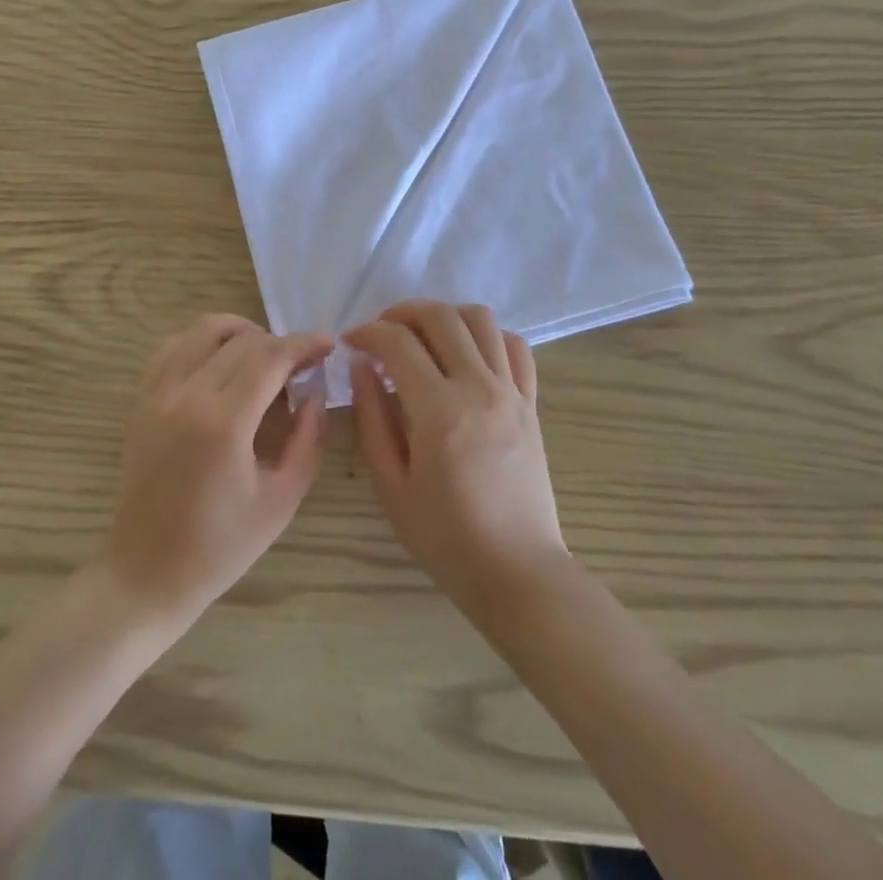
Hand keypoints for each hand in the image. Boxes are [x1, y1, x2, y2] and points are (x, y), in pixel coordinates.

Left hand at [103, 315, 328, 627]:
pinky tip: (220, 364)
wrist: (148, 572)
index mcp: (224, 423)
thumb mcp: (282, 499)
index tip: (328, 345)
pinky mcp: (141, 400)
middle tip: (302, 366)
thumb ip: (308, 438)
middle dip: (280, 343)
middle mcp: (187, 395)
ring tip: (264, 358)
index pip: (271, 357)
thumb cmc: (221, 546)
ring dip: (242, 333)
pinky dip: (202, 342)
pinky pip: (173, 347)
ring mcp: (158, 393)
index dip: (304, 344)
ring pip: (204, 330)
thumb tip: (316, 391)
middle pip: (243, 340)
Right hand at [347, 301, 570, 620]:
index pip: (397, 343)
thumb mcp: (391, 486)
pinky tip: (467, 355)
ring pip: (481, 319)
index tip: (351, 343)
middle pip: (440, 316)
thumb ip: (372, 419)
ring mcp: (511, 391)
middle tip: (381, 332)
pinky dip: (488, 336)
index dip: (367, 333)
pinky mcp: (531, 402)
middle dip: (401, 312)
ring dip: (445, 316)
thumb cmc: (445, 537)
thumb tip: (363, 367)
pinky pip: (515, 347)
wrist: (517, 571)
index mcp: (439, 411)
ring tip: (423, 337)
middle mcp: (479, 388)